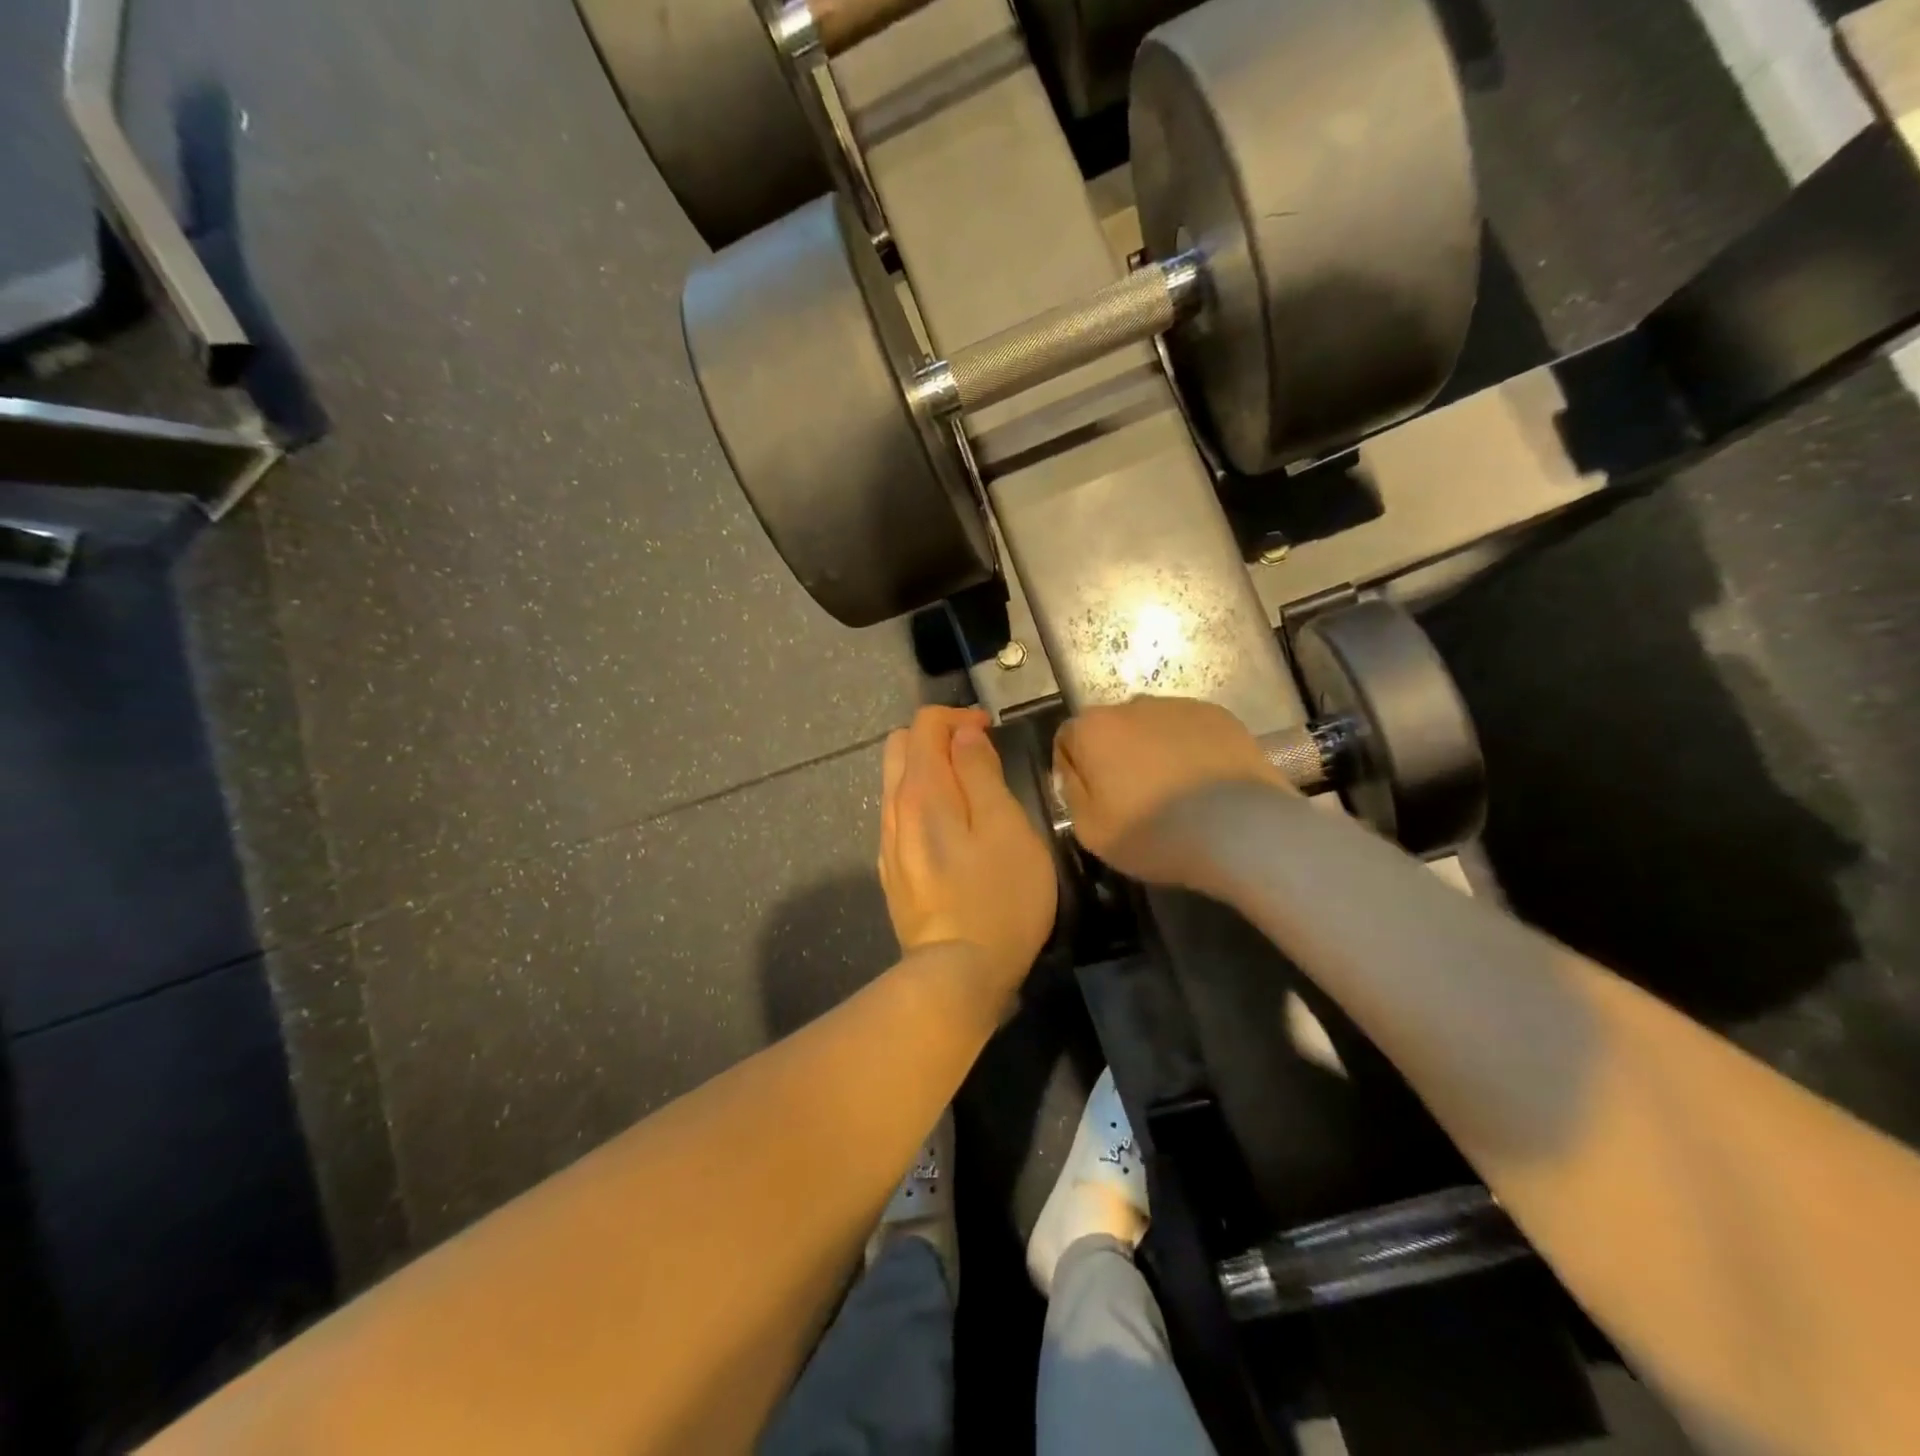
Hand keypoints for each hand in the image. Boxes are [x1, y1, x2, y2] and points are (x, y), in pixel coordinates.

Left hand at [880, 706, 1057, 994]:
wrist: (958, 974)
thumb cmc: (998, 897)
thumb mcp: (1006, 827)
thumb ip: (981, 773)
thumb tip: (963, 735)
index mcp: (922, 791)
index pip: (924, 725)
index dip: (958, 717)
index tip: (990, 731)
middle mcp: (894, 809)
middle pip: (900, 747)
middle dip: (937, 737)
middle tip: (978, 755)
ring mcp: (888, 842)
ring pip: (896, 782)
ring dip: (929, 770)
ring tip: (970, 791)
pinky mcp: (892, 871)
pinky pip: (899, 815)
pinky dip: (922, 801)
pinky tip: (951, 828)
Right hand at [1053, 696, 1291, 882]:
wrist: (1240, 830)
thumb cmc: (1155, 834)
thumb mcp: (1090, 831)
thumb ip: (1072, 792)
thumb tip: (1074, 771)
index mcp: (1093, 729)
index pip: (1067, 740)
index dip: (1075, 771)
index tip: (1093, 800)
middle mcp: (1131, 705)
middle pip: (1111, 730)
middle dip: (1115, 756)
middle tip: (1134, 798)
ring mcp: (1179, 705)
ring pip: (1151, 727)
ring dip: (1153, 750)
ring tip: (1175, 792)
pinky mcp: (1220, 715)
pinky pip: (1190, 730)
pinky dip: (1189, 749)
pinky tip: (1203, 784)